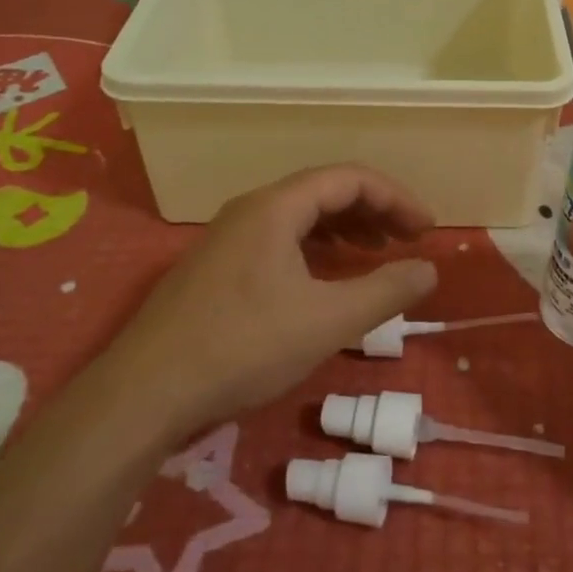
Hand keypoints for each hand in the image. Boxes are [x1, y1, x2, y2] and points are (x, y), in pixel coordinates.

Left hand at [113, 165, 438, 442]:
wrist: (143, 393)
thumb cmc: (242, 346)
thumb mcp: (326, 321)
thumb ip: (385, 292)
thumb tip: (429, 269)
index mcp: (277, 206)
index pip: (350, 178)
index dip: (396, 197)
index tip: (427, 230)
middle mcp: (251, 209)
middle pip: (324, 191)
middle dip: (373, 210)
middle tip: (407, 240)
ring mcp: (228, 237)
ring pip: (299, 215)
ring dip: (344, 228)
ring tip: (375, 252)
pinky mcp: (216, 267)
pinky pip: (278, 238)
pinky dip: (314, 248)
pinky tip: (325, 278)